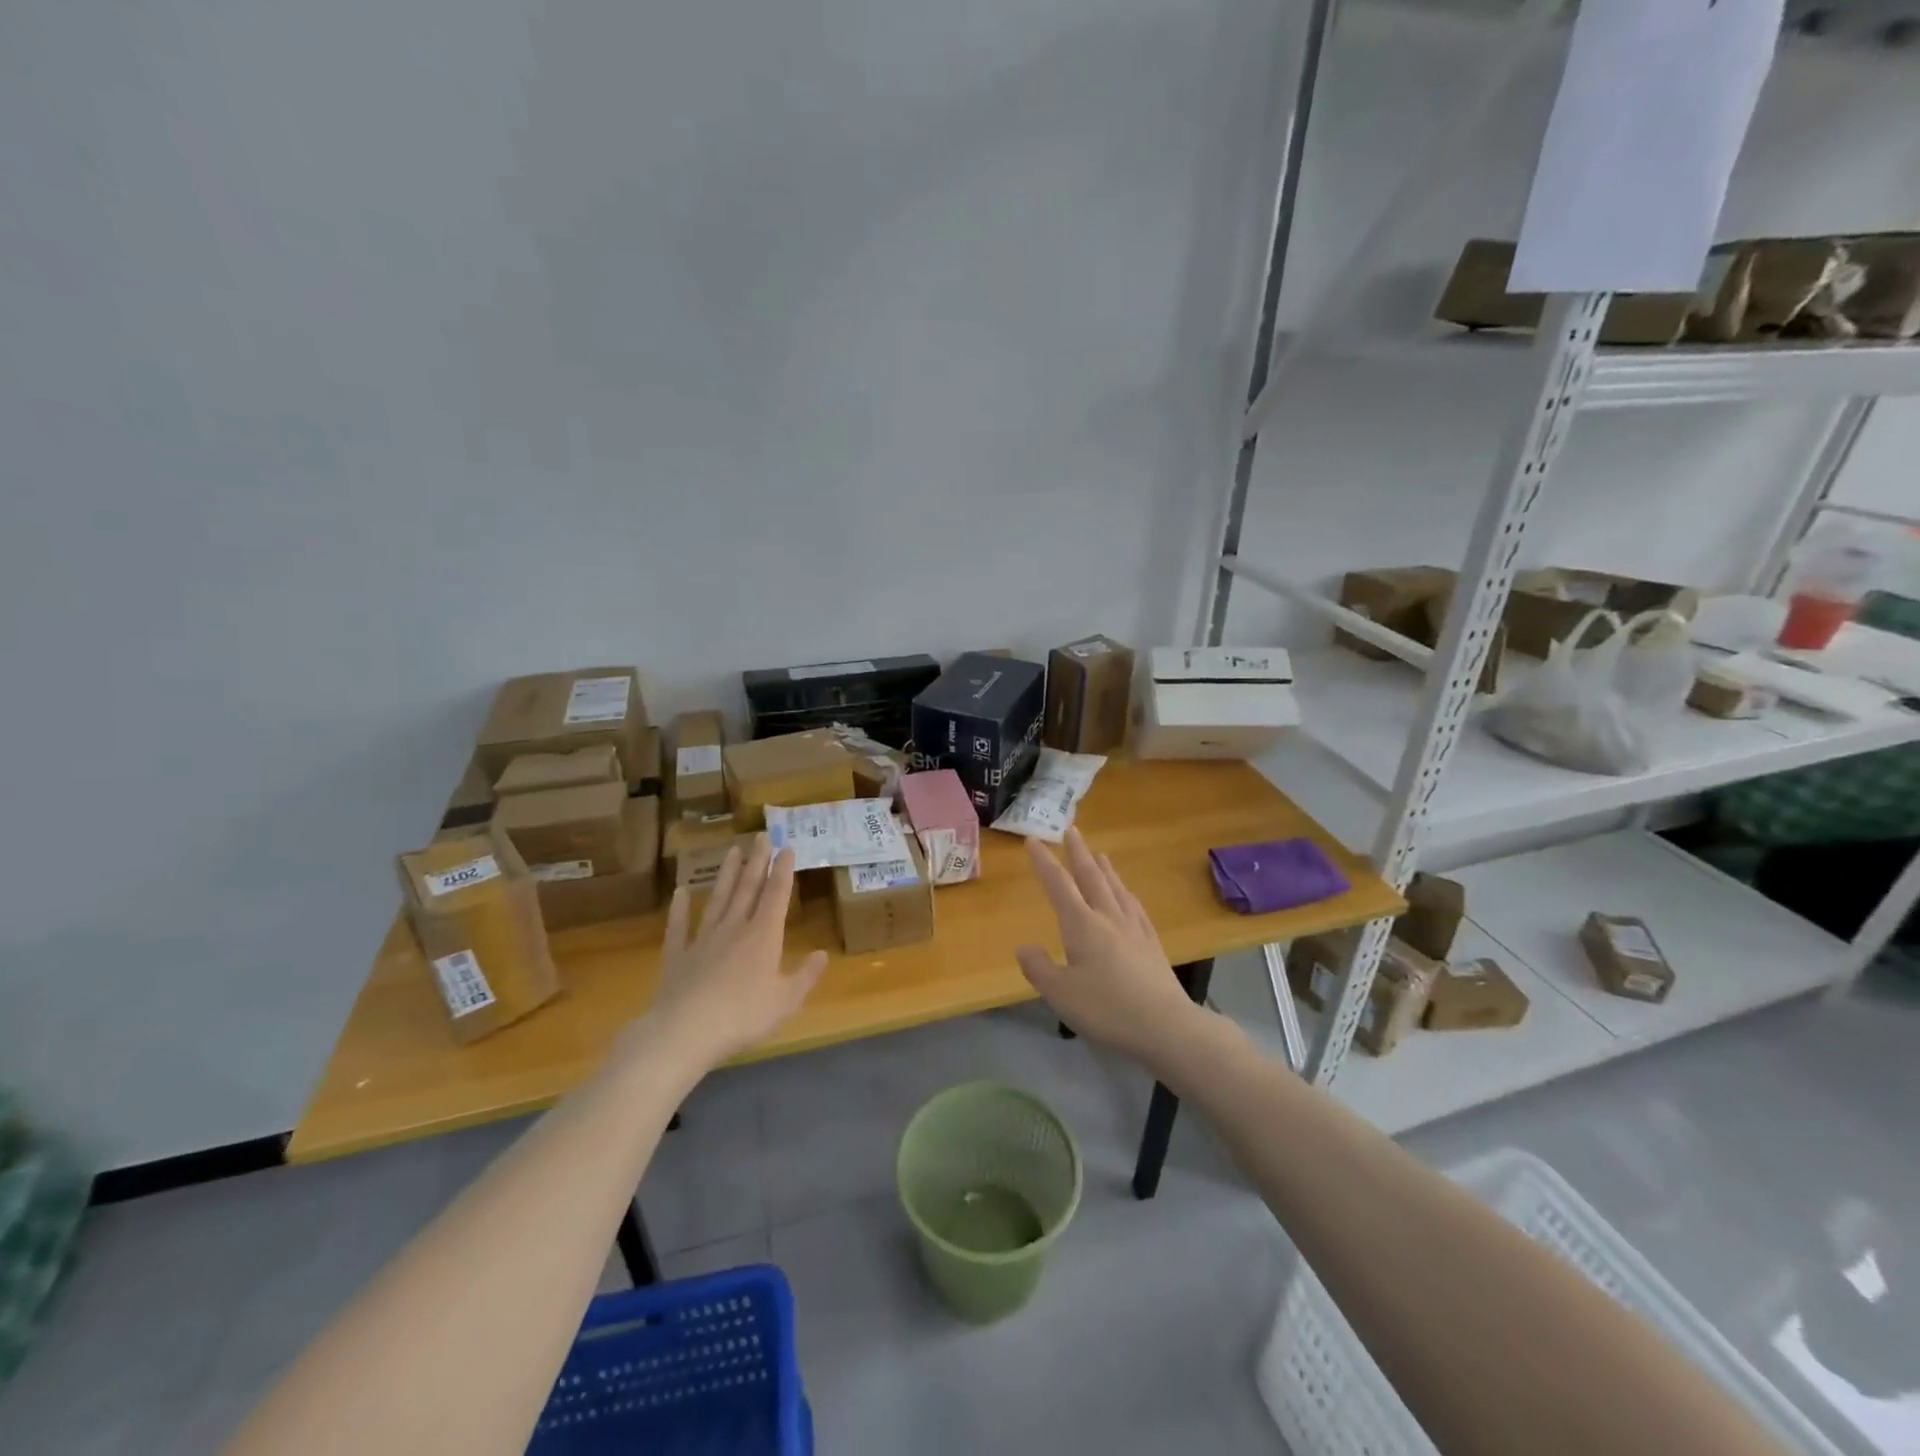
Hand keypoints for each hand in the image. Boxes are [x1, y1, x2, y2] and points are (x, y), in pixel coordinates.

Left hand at [648, 835, 827, 1067]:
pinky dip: (679, 909)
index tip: (786, 847)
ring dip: (725, 875)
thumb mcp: (785, 1001)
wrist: (685, 1031)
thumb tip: (822, 954)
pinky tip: (680, 892)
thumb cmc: (743, 1017)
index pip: (776, 895)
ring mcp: (703, 939)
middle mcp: (734, 929)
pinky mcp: (677, 956)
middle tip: (760, 836)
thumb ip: (805, 976)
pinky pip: (678, 927)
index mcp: (763, 936)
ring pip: (717, 900)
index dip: (782, 871)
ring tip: (732, 851)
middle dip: (756, 862)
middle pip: (747, 889)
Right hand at [1015, 828, 1201, 1063]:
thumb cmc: (1106, 1008)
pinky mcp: (1152, 944)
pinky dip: (1128, 894)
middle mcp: (1108, 917)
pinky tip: (1129, 896)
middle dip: (1079, 853)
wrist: (1166, 1026)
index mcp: (1082, 925)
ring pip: (1116, 889)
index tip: (1034, 842)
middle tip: (1072, 831)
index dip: (1044, 863)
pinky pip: (1136, 908)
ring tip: (1100, 854)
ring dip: (1105, 869)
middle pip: (1091, 877)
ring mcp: (1134, 929)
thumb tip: (1024, 947)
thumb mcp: (1060, 993)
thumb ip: (1039, 968)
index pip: (1059, 885)